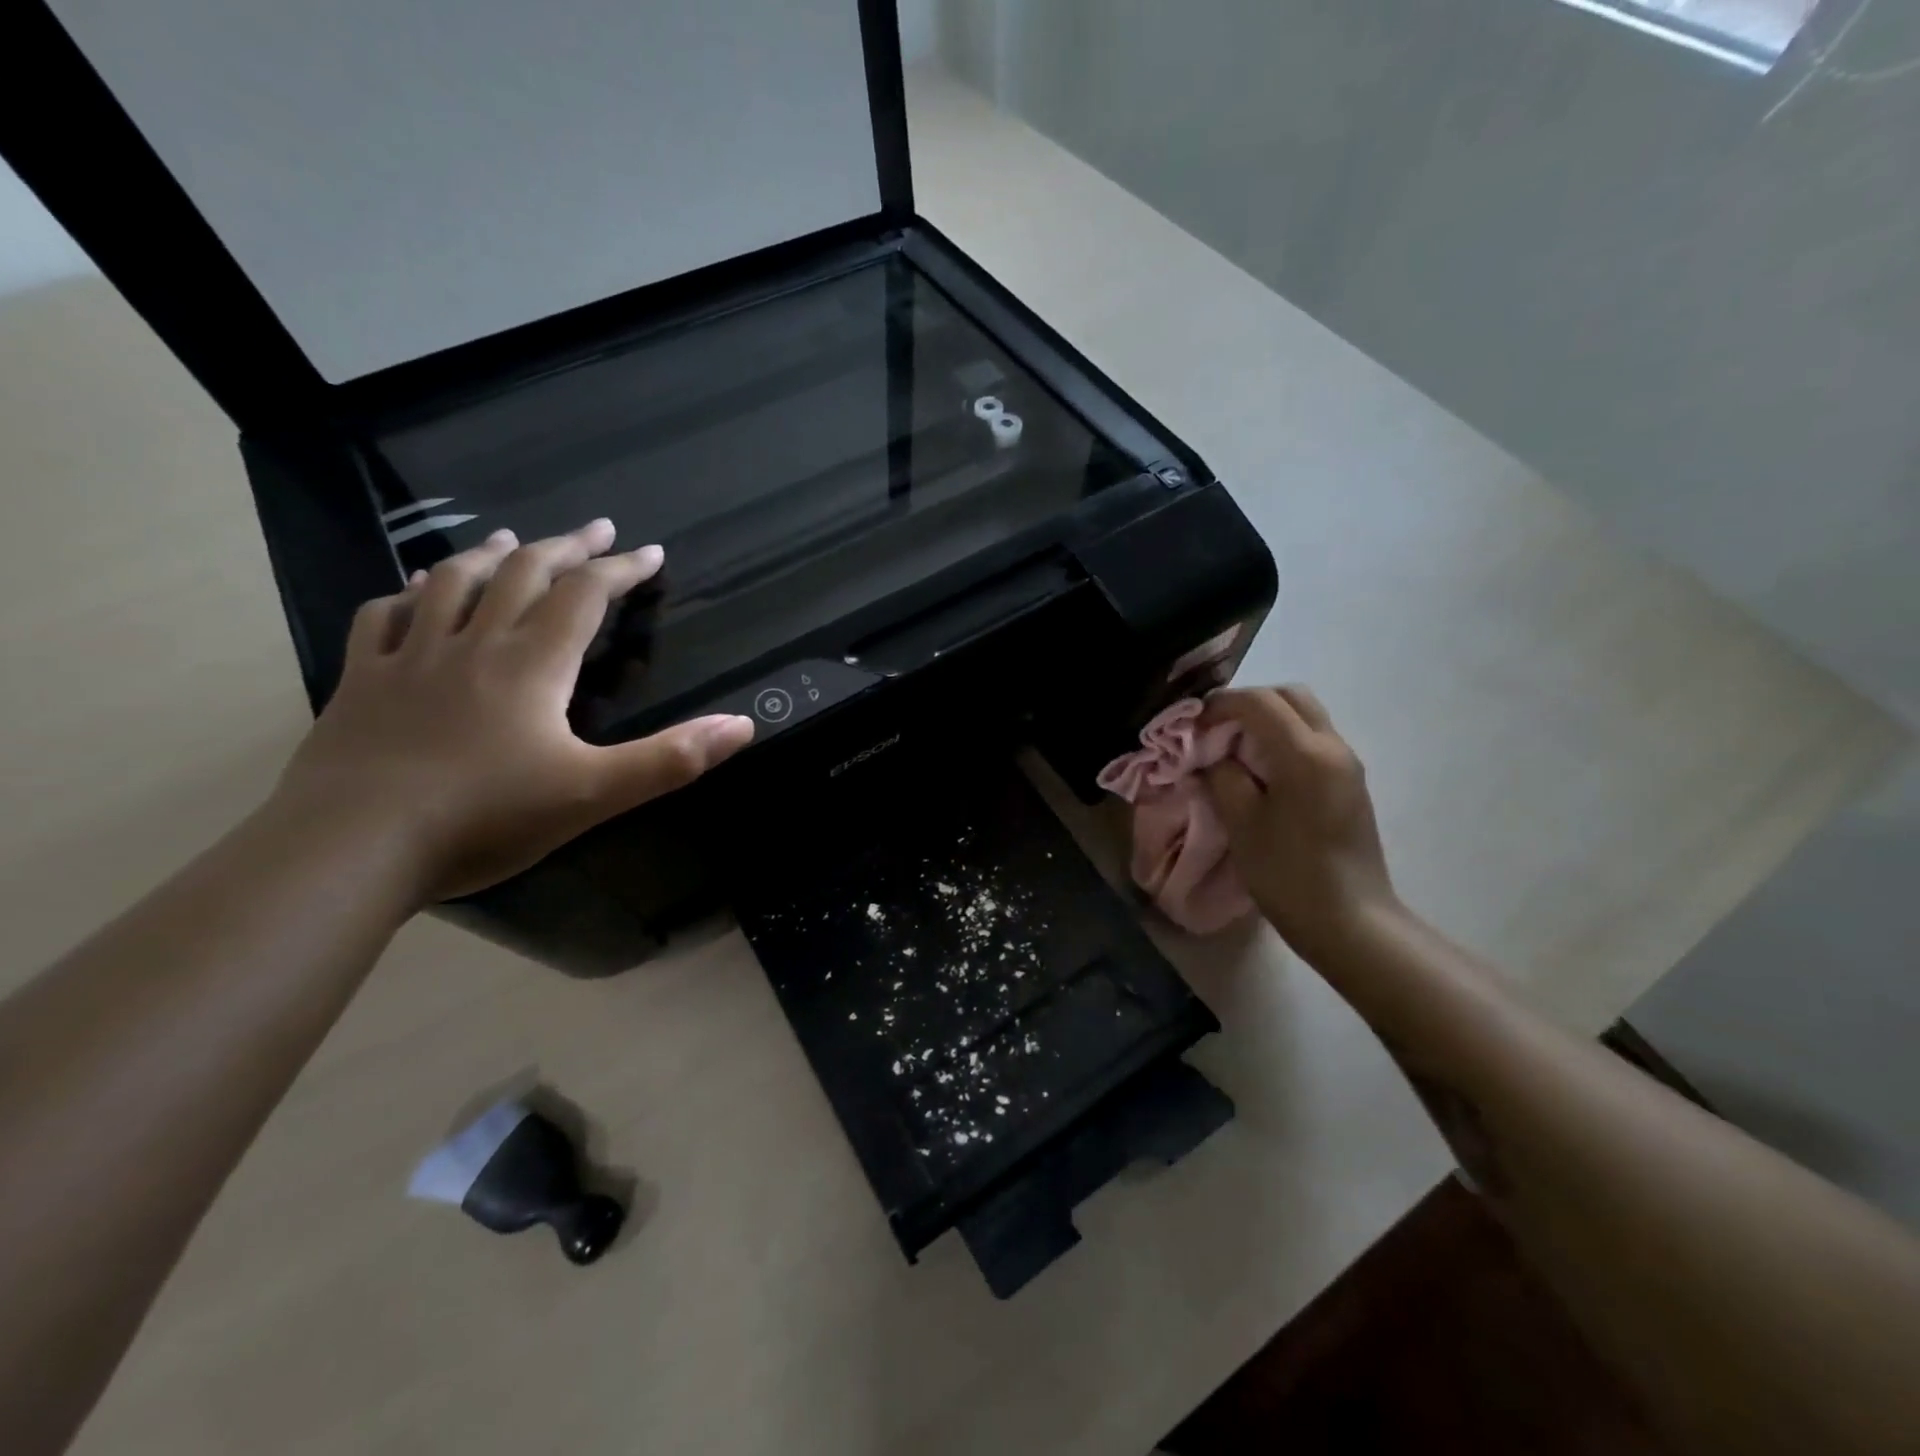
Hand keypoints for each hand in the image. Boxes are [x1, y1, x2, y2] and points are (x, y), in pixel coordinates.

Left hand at [274, 519, 753, 903]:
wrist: (353, 847)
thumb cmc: (486, 818)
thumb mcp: (595, 793)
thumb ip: (672, 758)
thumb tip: (744, 725)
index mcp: (533, 665)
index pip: (585, 597)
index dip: (621, 570)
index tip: (649, 552)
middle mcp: (474, 644)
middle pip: (524, 574)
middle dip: (566, 547)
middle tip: (595, 530)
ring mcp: (411, 658)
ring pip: (452, 583)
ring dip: (489, 555)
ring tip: (511, 540)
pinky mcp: (361, 682)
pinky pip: (382, 618)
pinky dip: (405, 594)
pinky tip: (414, 591)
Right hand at [1200, 686, 1400, 962]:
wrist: (1351, 922)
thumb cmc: (1289, 874)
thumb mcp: (1241, 823)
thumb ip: (1222, 776)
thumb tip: (1212, 755)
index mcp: (1305, 754)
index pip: (1259, 702)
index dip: (1220, 704)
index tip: (1191, 725)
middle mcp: (1333, 746)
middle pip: (1289, 696)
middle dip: (1247, 703)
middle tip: (1214, 730)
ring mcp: (1347, 764)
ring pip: (1304, 715)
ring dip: (1267, 720)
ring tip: (1233, 749)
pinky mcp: (1350, 783)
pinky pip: (1313, 739)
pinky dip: (1282, 738)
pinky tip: (1260, 770)